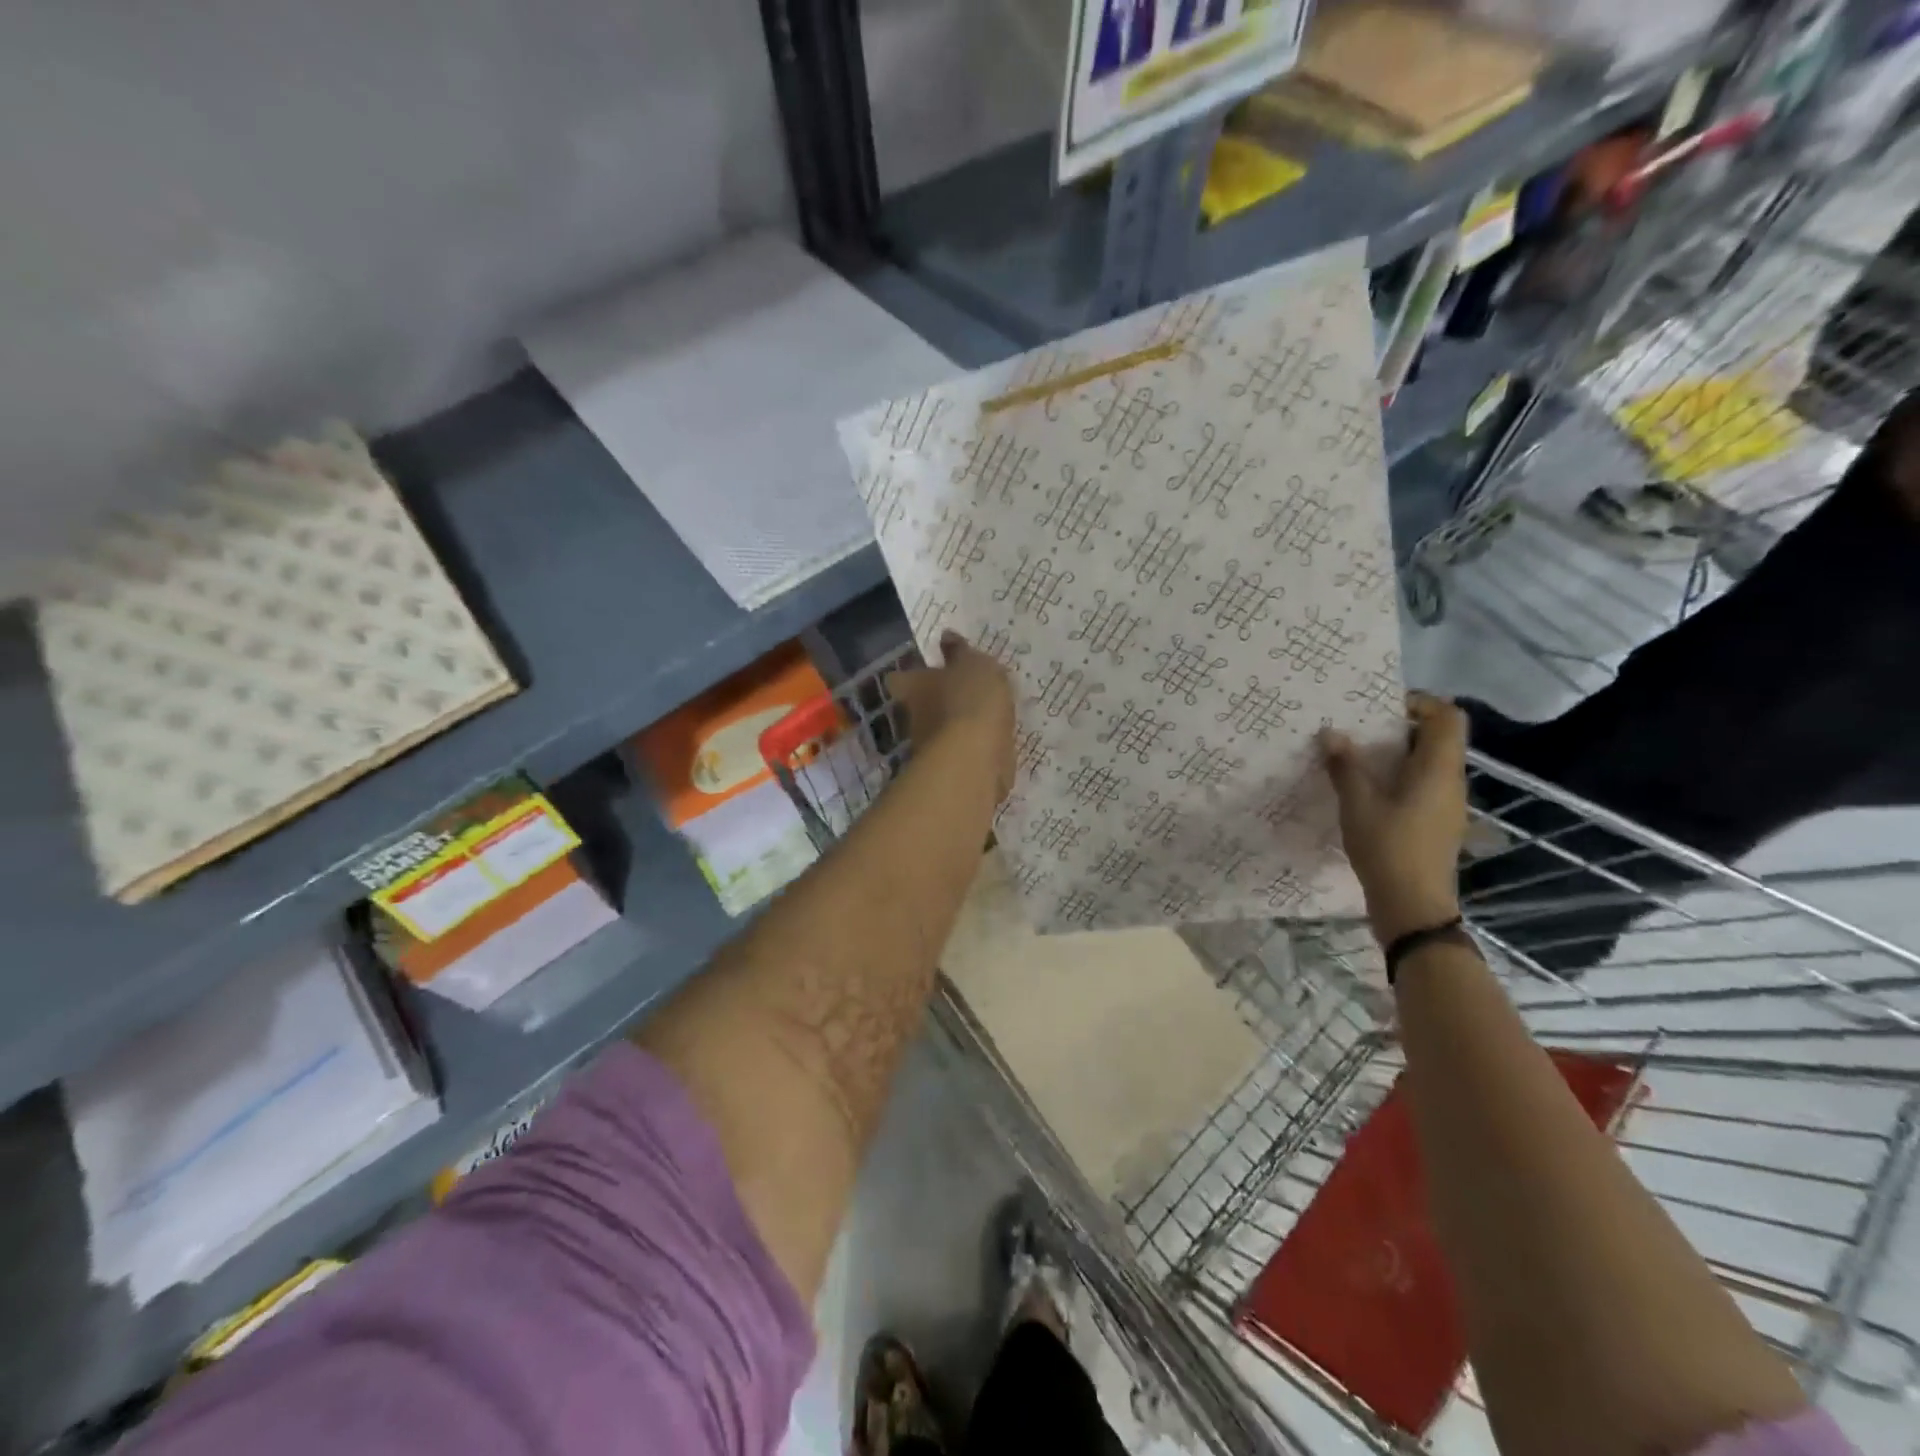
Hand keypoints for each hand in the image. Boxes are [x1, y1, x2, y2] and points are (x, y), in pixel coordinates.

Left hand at [889, 633, 1016, 803]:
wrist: (974, 758)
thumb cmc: (970, 700)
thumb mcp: (973, 664)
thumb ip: (961, 653)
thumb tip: (946, 637)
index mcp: (913, 686)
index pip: (899, 678)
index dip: (910, 675)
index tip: (926, 672)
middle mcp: (913, 717)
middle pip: (917, 708)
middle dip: (935, 703)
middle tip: (960, 694)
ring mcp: (928, 748)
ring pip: (938, 733)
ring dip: (954, 728)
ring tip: (983, 719)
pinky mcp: (947, 772)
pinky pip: (959, 755)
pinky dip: (971, 750)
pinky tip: (990, 744)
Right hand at [1320, 693, 1467, 945]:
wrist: (1413, 907)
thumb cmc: (1388, 848)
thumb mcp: (1357, 804)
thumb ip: (1345, 766)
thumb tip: (1331, 734)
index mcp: (1438, 769)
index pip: (1448, 716)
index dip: (1420, 703)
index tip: (1379, 707)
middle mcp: (1451, 781)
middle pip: (1438, 738)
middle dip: (1400, 728)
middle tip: (1359, 730)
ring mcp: (1448, 805)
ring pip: (1429, 764)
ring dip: (1397, 755)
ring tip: (1357, 759)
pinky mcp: (1438, 824)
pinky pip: (1423, 786)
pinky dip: (1399, 778)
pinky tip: (1367, 793)